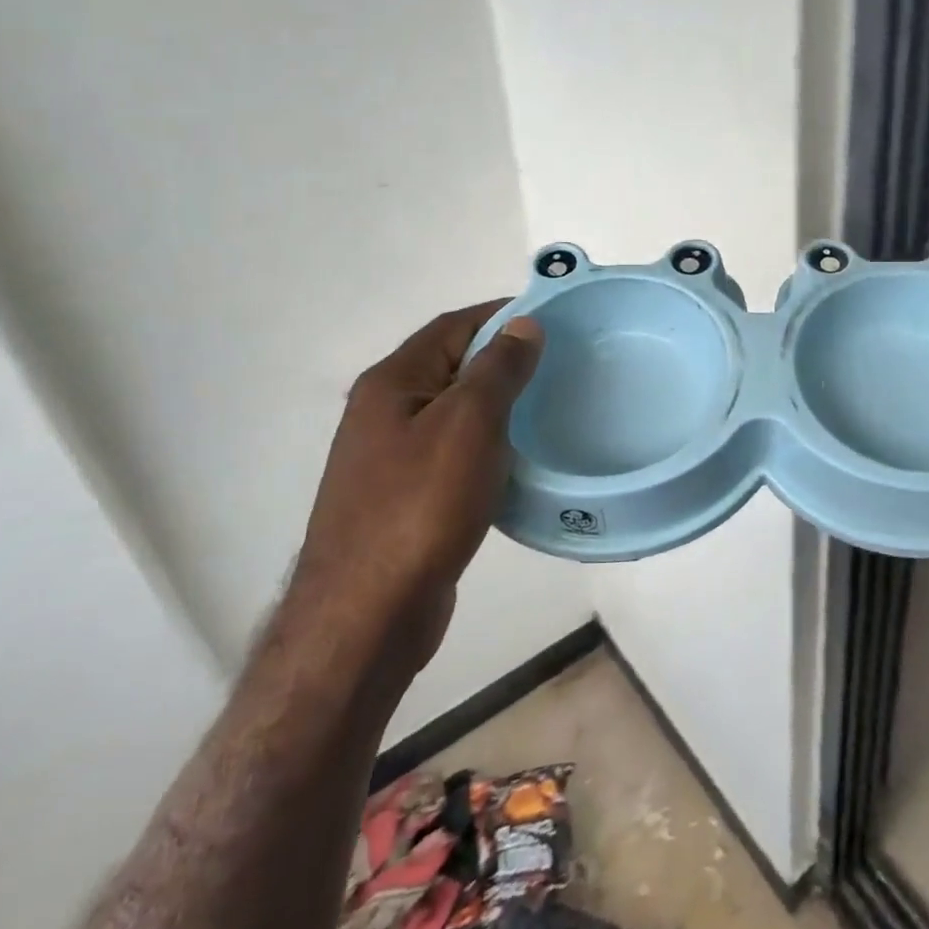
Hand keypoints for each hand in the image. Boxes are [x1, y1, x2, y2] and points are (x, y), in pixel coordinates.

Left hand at [288, 302, 543, 683]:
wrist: (367, 614)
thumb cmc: (420, 506)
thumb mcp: (468, 424)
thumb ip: (497, 369)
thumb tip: (523, 325)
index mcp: (392, 383)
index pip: (453, 325)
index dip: (502, 314)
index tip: (553, 317)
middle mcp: (383, 412)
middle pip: (451, 365)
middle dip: (503, 358)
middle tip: (561, 363)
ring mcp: (390, 458)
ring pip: (454, 411)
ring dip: (497, 403)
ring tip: (549, 406)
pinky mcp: (404, 498)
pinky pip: (453, 452)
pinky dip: (487, 444)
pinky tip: (518, 459)